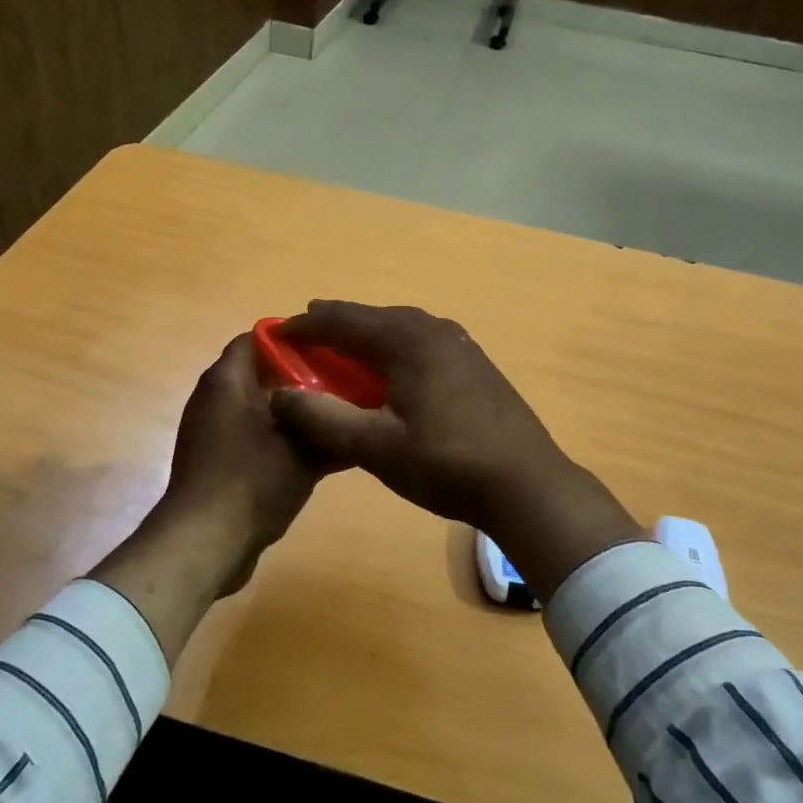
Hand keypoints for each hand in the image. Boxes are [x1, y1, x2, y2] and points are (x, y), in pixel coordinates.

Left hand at [94, 333, 321, 660]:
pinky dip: (277, 436)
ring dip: (293, 410)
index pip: (257, 337)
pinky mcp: (213, 459)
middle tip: (342, 384)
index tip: (330, 349)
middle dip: (300, 377)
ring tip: (333, 416)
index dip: (294, 339)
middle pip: (260, 372)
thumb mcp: (304, 451)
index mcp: (227, 380)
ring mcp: (210, 430)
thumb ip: (330, 424)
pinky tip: (312, 452)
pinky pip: (250, 434)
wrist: (204, 544)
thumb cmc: (252, 482)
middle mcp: (213, 397)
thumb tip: (357, 410)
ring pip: (258, 406)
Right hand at [268, 301, 642, 599]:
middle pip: (371, 317)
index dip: (304, 326)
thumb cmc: (446, 464)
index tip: (274, 334)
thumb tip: (280, 396)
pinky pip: (419, 342)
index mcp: (406, 340)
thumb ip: (324, 419)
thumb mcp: (376, 448)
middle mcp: (432, 329)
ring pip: (398, 328)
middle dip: (334, 326)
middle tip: (303, 339)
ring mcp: (459, 343)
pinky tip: (389, 372)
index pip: (342, 320)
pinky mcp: (474, 363)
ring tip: (340, 351)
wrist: (527, 484)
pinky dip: (392, 349)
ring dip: (365, 337)